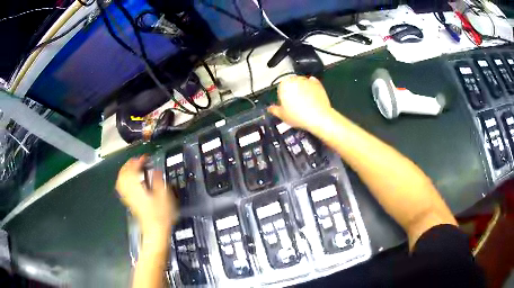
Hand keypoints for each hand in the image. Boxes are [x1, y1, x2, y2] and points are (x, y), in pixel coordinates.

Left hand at [116, 156, 177, 241]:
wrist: (155, 230)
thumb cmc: (161, 214)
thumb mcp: (164, 195)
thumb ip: (158, 180)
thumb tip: (154, 170)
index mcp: (137, 188)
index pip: (133, 170)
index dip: (138, 161)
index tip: (145, 158)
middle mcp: (130, 191)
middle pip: (123, 173)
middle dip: (129, 164)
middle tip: (138, 160)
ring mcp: (128, 196)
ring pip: (121, 179)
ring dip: (125, 170)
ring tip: (133, 166)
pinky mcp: (129, 201)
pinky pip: (122, 187)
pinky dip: (124, 179)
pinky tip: (130, 179)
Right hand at [268, 76, 332, 130]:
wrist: (319, 117)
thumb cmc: (298, 116)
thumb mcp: (282, 116)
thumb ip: (274, 110)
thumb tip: (269, 108)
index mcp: (284, 85)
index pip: (280, 89)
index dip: (282, 97)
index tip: (286, 106)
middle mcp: (295, 79)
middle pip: (291, 84)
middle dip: (292, 91)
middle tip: (295, 104)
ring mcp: (307, 80)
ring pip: (301, 82)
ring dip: (301, 88)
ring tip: (304, 101)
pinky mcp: (318, 83)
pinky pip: (312, 83)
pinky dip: (311, 86)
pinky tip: (311, 94)